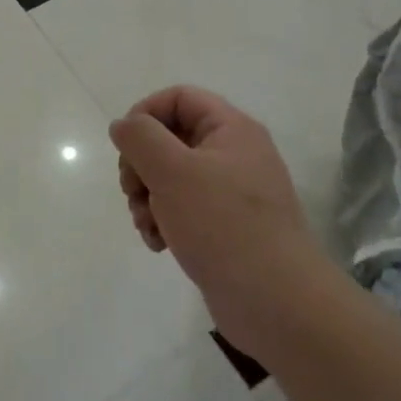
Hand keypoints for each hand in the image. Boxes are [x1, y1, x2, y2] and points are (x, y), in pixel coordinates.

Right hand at [108, 86, 327, 326]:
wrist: (276, 302)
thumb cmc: (223, 225)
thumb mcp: (172, 171)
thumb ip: (140, 138)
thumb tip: (123, 125)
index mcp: (231, 130)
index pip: (179, 98)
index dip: (145, 114)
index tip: (126, 146)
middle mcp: (234, 155)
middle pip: (169, 139)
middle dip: (141, 165)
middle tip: (133, 191)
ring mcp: (231, 193)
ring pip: (170, 178)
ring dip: (146, 198)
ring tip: (147, 225)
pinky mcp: (225, 227)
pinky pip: (182, 209)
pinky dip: (163, 222)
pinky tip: (159, 244)